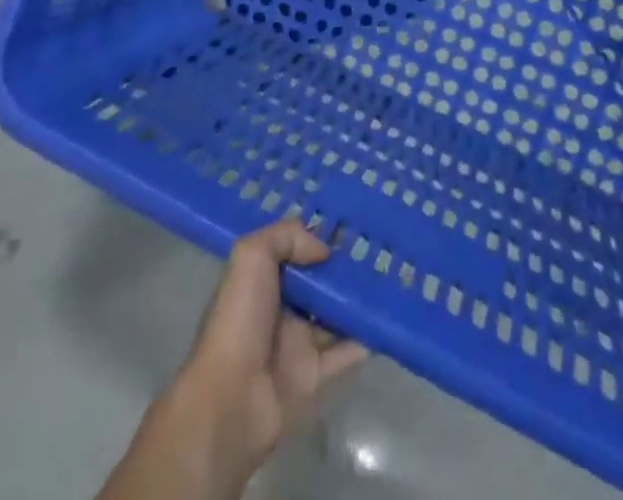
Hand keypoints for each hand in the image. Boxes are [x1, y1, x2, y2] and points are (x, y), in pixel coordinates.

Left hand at [168, 220, 367, 493]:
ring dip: (358, 301)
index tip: (351, 223)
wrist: (231, 399)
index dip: (318, 238)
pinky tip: (386, 320)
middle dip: (344, 268)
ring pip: (335, 315)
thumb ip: (287, 237)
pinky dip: (365, 339)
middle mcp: (280, 308)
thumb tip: (323, 249)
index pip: (294, 252)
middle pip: (319, 283)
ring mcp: (297, 344)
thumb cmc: (239, 319)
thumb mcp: (252, 256)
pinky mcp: (313, 376)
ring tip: (392, 279)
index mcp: (262, 280)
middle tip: (380, 249)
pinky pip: (346, 353)